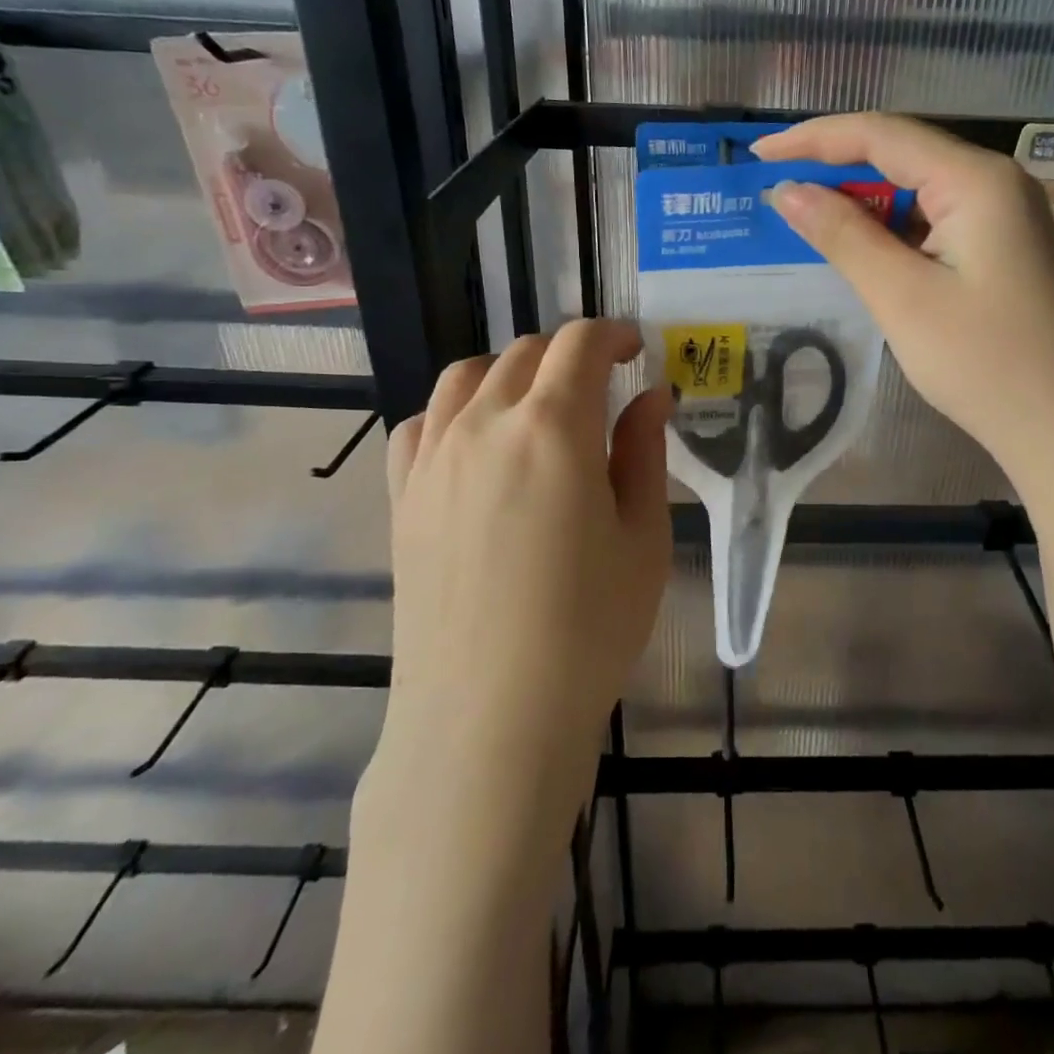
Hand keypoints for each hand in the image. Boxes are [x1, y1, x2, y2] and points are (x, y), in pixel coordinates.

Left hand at [372, 319, 672, 834]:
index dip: (614, 334)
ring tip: (539, 405)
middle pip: (525, 352)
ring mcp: (433, 459)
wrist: (489, 719)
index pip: (581, 344)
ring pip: (467, 376)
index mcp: (553, 427)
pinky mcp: (402, 497)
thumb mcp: (644, 538)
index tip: (637, 350)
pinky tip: (477, 444)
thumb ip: (644, 452)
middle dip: (571, 353)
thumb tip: (651, 396)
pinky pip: (421, 423)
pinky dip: (455, 411)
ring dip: (511, 371)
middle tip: (602, 385)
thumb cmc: (588, 629)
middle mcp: (484, 424)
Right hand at [754, 113, 1053, 482]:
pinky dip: (894, 230)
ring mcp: (1006, 216)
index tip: (759, 156)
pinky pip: (936, 220)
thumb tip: (788, 191)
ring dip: (864, 203)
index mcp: (977, 180)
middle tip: (778, 192)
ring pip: (919, 189)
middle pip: (903, 154)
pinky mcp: (1004, 248)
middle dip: (837, 169)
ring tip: (809, 222)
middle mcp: (996, 182)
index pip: (882, 134)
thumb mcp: (902, 297)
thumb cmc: (984, 363)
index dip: (815, 139)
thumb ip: (843, 235)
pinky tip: (865, 250)